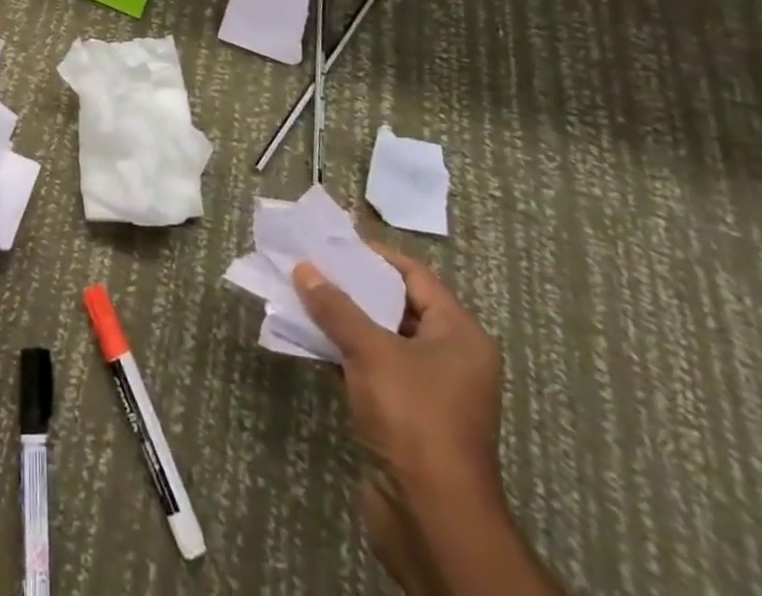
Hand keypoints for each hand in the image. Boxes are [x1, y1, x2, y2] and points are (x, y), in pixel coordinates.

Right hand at [292, 247, 503, 506]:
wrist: (431, 520)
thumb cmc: (413, 418)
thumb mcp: (371, 352)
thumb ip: (336, 307)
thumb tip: (304, 269)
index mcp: (460, 335)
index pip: (416, 277)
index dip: (375, 256)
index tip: (333, 242)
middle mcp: (450, 358)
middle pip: (396, 306)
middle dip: (352, 286)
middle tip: (310, 264)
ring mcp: (427, 391)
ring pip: (379, 338)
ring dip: (342, 320)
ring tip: (301, 294)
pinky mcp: (404, 417)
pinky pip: (370, 369)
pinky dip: (342, 352)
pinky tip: (308, 338)